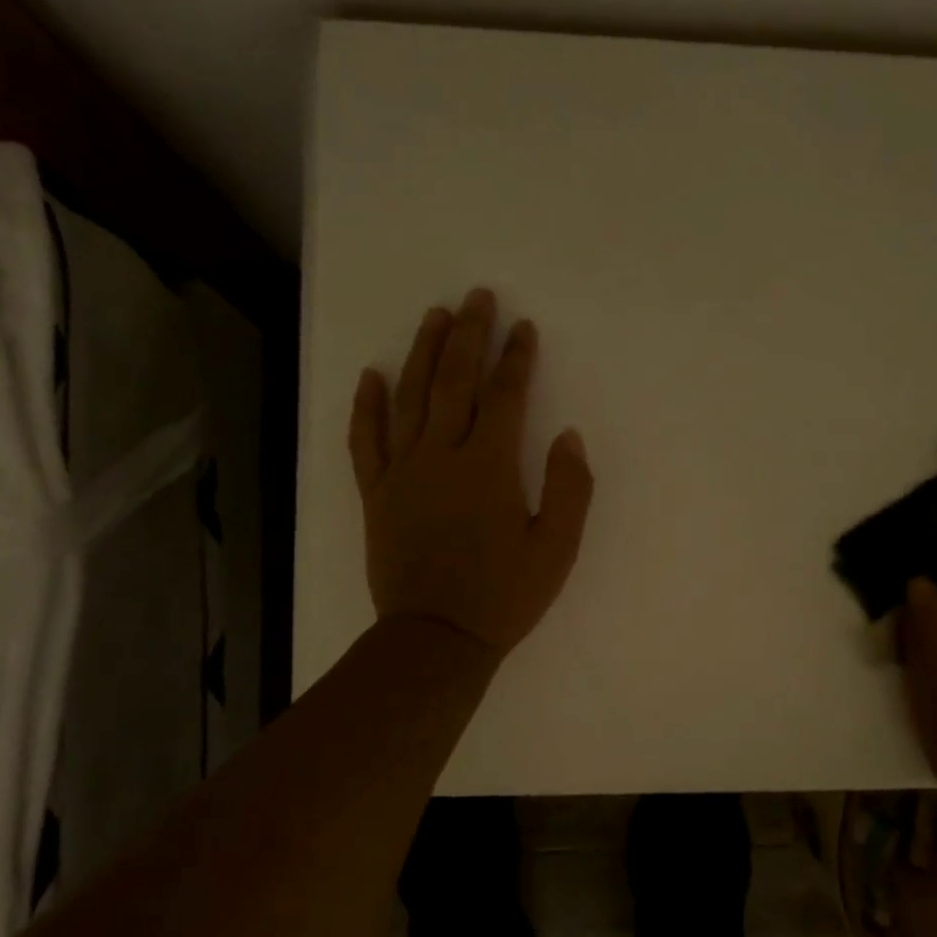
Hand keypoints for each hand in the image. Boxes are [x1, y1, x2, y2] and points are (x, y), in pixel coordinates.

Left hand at [348, 288, 593, 656]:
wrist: (436, 638)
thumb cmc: (503, 597)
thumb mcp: (556, 550)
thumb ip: (570, 490)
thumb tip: (568, 436)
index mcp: (489, 467)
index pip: (506, 396)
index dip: (516, 358)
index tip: (523, 328)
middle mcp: (442, 456)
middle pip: (454, 381)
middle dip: (469, 335)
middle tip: (476, 297)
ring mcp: (403, 472)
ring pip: (410, 398)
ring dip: (422, 353)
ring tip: (433, 317)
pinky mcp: (376, 494)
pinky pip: (366, 440)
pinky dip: (367, 406)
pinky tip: (371, 376)